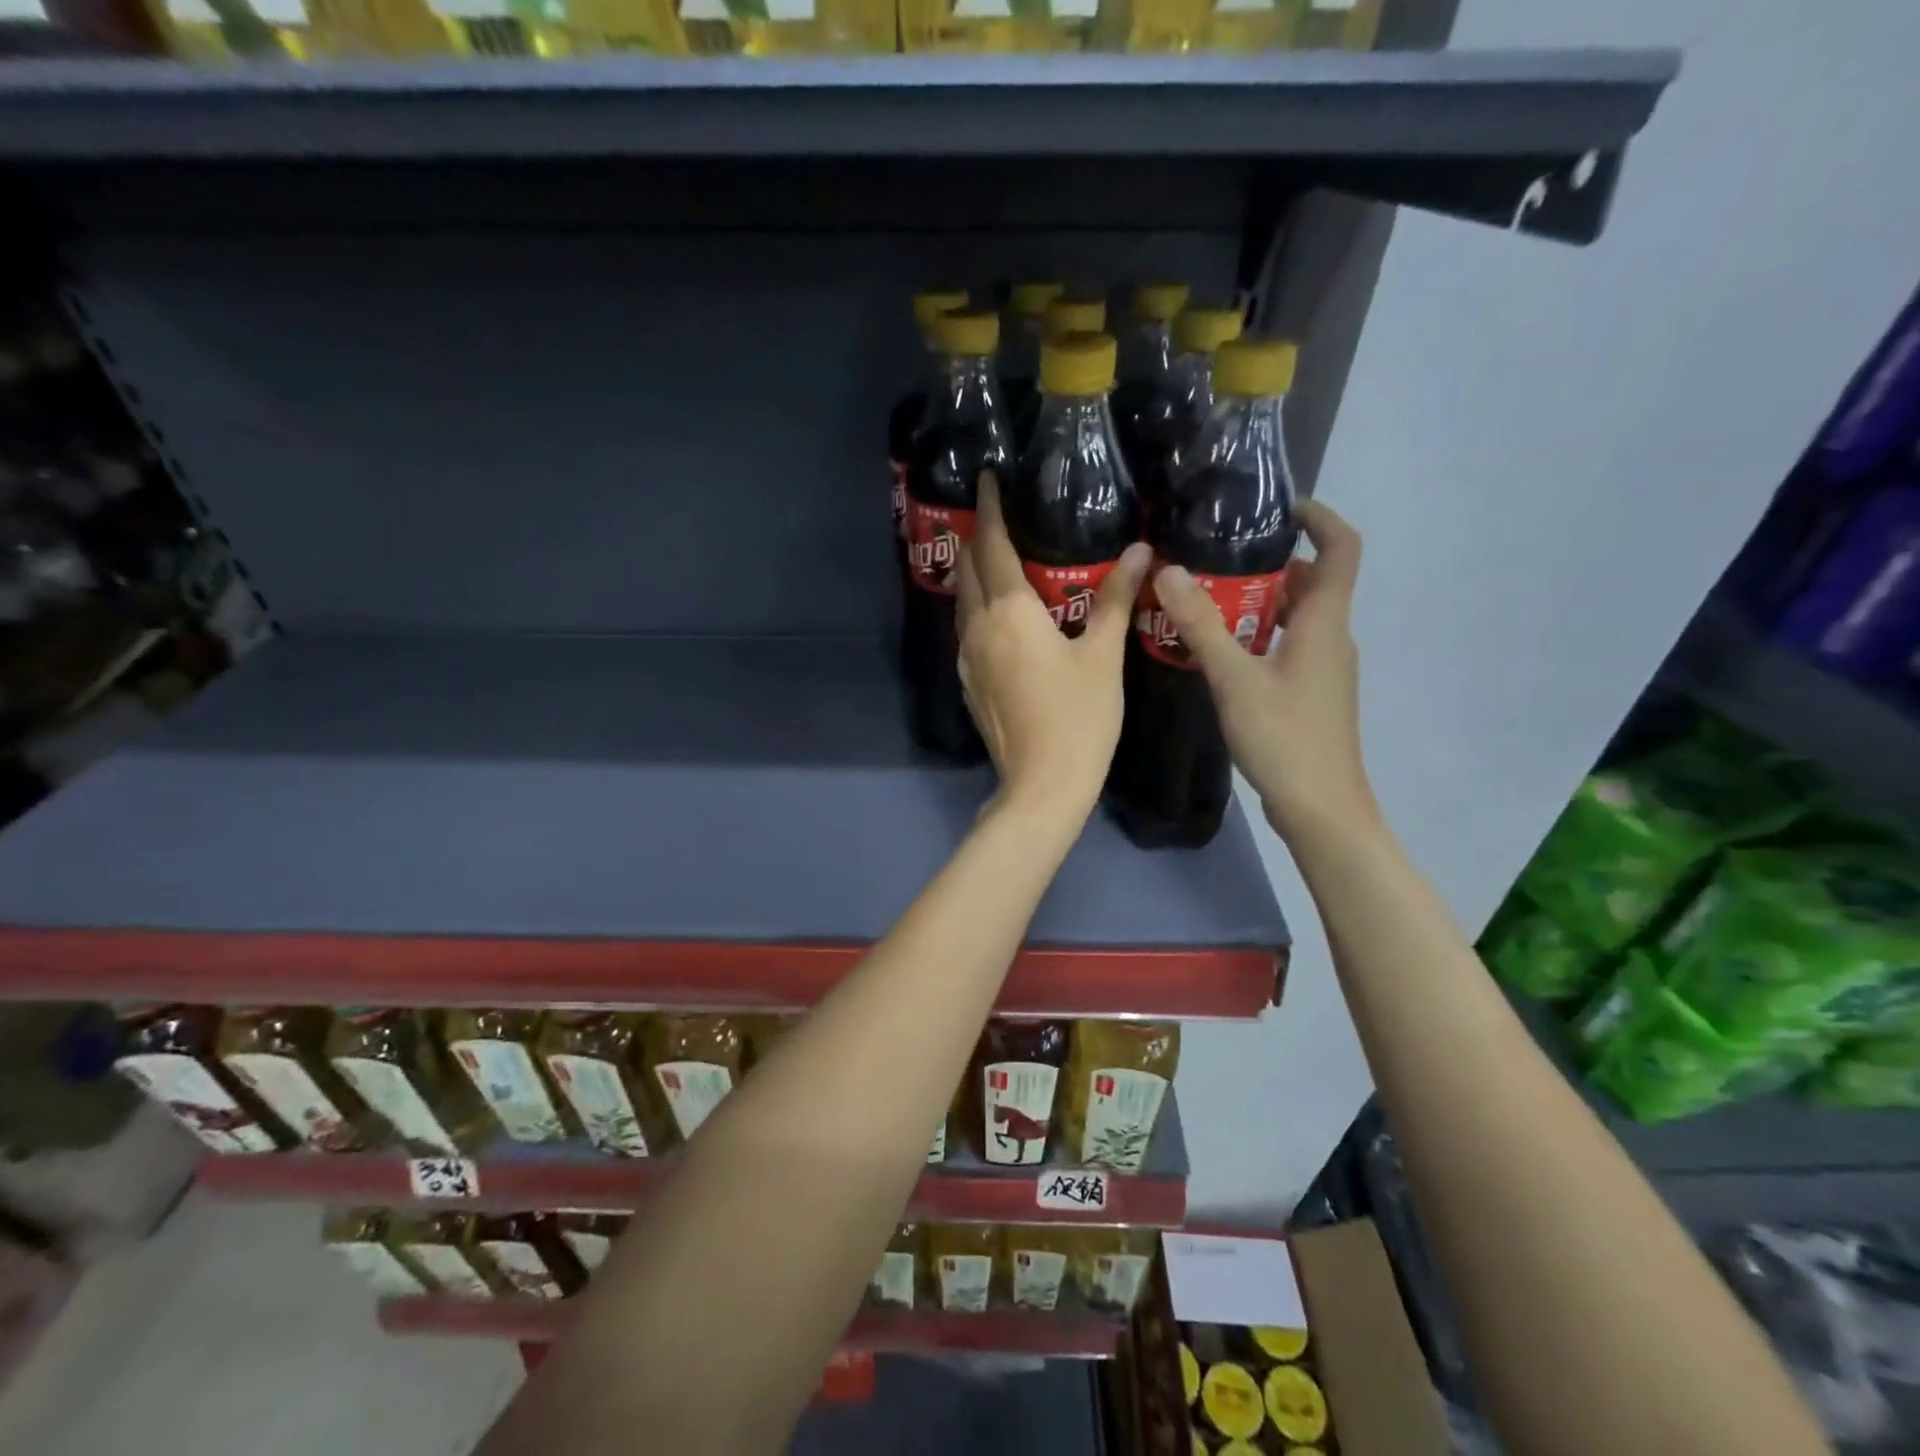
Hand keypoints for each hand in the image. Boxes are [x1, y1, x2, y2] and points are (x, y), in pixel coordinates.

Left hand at [956, 472, 1151, 824]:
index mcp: (1009, 611)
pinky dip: (978, 607)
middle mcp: (978, 627)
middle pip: (970, 568)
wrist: (1042, 784)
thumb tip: (1142, 552)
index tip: (987, 478)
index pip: (994, 545)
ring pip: (964, 600)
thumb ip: (1116, 599)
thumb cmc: (1079, 717)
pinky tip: (999, 614)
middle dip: (979, 536)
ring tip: (996, 556)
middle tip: (996, 513)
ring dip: (975, 573)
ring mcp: (967, 657)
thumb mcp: (1102, 655)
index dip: (990, 508)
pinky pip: (967, 629)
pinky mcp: (968, 682)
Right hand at [1150, 500, 1372, 842]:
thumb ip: (1202, 625)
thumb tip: (1169, 570)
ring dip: (1259, 601)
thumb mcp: (1234, 679)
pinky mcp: (1311, 693)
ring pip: (1296, 616)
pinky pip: (1287, 645)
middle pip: (1312, 581)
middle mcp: (1331, 637)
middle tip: (1216, 557)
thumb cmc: (1284, 738)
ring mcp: (1324, 668)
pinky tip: (1218, 651)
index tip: (1276, 507)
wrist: (1321, 808)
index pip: (1341, 548)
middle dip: (1269, 562)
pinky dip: (1258, 634)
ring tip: (1206, 598)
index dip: (1318, 518)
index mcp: (1324, 622)